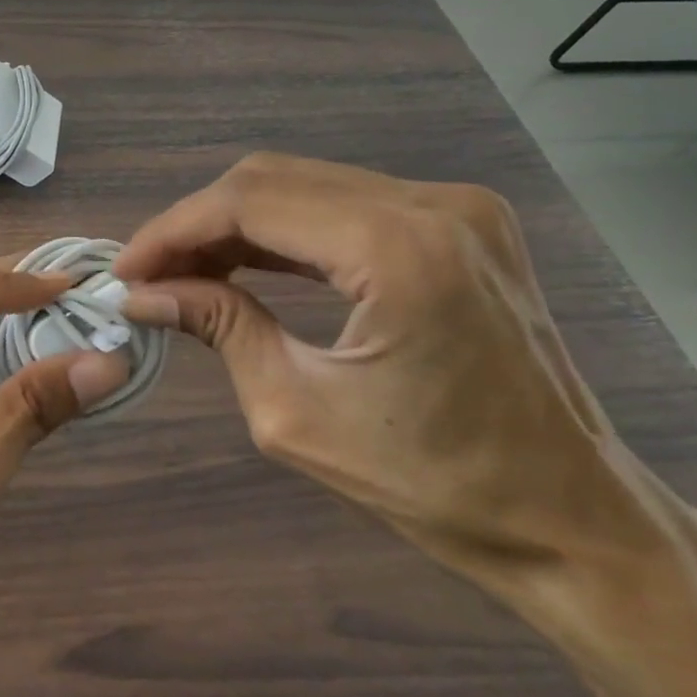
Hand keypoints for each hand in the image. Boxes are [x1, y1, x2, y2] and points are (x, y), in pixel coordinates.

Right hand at [112, 154, 654, 580]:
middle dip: (196, 224)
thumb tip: (142, 295)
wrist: (572, 518)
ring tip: (183, 272)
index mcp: (398, 250)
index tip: (124, 272)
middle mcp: (433, 205)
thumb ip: (217, 328)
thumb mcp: (295, 412)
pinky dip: (284, 231)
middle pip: (273, 179)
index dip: (172, 231)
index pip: (249, 202)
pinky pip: (345, 205)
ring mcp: (456, 207)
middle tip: (149, 276)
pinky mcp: (461, 223)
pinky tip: (243, 264)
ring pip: (306, 185)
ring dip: (235, 225)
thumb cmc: (434, 484)